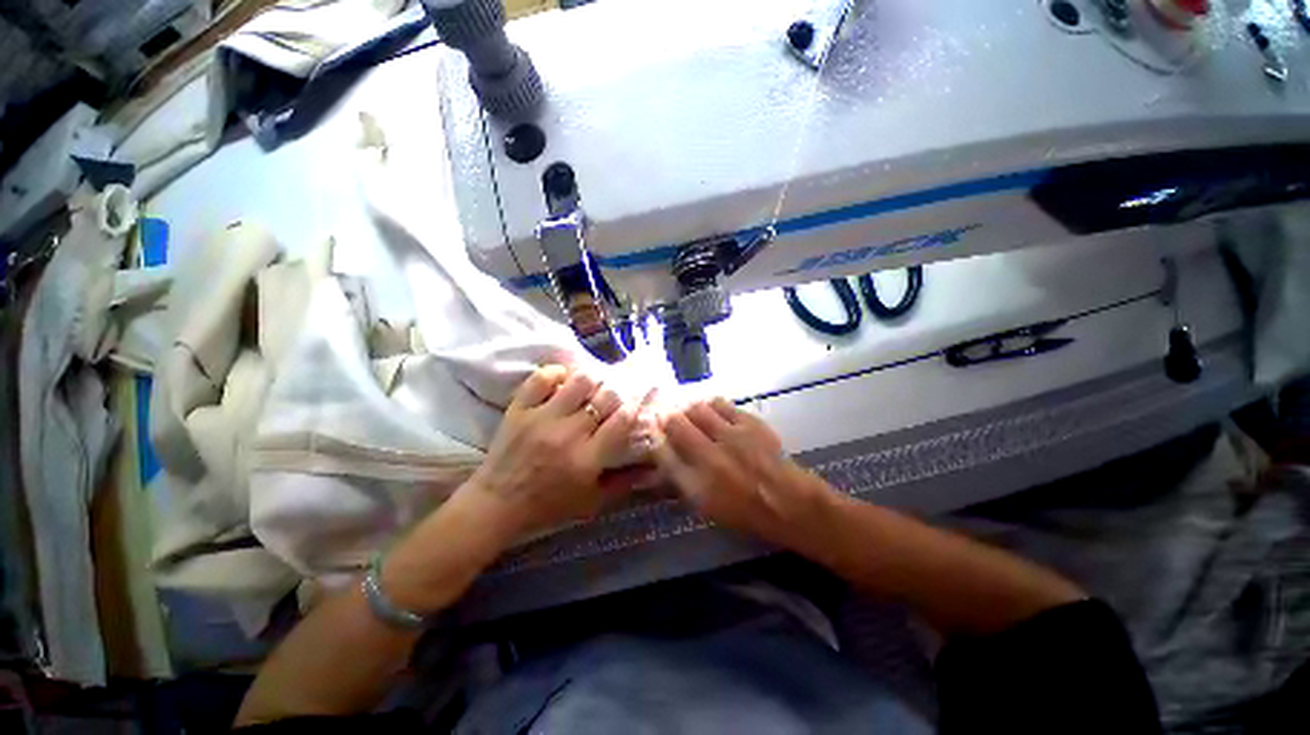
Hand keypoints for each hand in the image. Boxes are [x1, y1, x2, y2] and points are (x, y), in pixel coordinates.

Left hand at [458, 365, 639, 543]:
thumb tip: (653, 467)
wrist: (495, 505)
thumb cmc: (548, 506)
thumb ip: (623, 483)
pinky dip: (556, 374)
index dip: (632, 408)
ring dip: (590, 381)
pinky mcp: (519, 409)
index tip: (633, 405)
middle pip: (605, 397)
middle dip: (616, 393)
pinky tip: (562, 382)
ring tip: (590, 388)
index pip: (621, 420)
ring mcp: (542, 418)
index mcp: (587, 459)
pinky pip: (541, 378)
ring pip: (578, 381)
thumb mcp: (591, 502)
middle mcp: (568, 434)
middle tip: (613, 397)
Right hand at [653, 398, 834, 548]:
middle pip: (676, 424)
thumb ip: (681, 479)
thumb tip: (664, 454)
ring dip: (690, 410)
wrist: (788, 501)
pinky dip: (712, 405)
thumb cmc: (744, 511)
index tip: (654, 434)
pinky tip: (714, 411)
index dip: (656, 439)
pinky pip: (721, 404)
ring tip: (692, 414)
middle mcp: (709, 457)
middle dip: (668, 420)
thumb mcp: (705, 506)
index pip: (663, 452)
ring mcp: (731, 436)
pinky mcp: (749, 423)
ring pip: (697, 409)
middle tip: (670, 419)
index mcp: (696, 484)